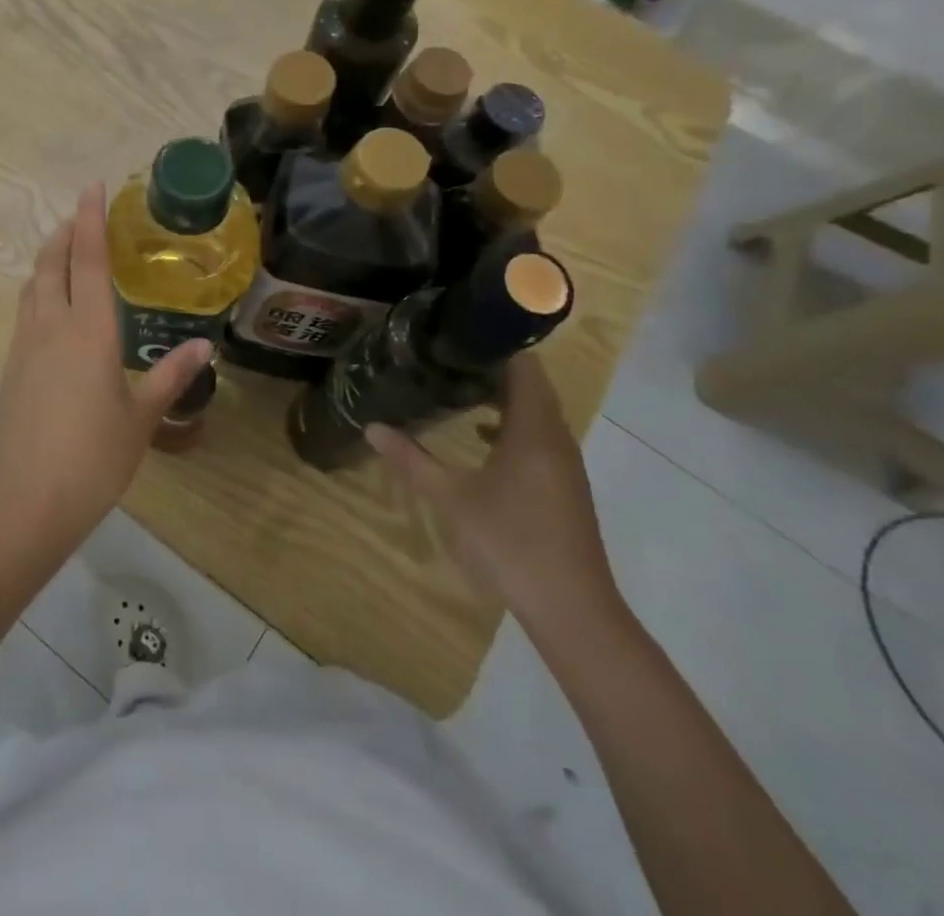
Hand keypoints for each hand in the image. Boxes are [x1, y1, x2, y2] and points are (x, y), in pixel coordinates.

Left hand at [0, 183, 211, 545]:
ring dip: (48, 261)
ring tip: (66, 253)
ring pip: (32, 286)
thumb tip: (204, 348)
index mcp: (89, 331)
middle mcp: (51, 327)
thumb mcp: (142, 417)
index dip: (91, 220)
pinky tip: (52, 309)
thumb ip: (170, 376)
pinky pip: (25, 313)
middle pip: (52, 263)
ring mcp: (24, 346)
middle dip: (65, 233)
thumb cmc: (95, 457)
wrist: (30, 501)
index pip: (89, 261)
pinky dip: (39, 292)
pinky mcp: (10, 368)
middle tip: (81, 215)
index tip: (92, 187)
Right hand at [366, 354, 618, 628]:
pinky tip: (482, 438)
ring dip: (503, 396)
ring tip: (458, 387)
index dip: (494, 345)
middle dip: (492, 367)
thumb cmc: (510, 542)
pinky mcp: (564, 484)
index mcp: (533, 429)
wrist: (572, 608)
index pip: (524, 366)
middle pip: (531, 385)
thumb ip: (411, 460)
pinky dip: (512, 424)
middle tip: (446, 358)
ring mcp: (564, 463)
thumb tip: (371, 427)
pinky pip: (539, 435)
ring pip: (536, 411)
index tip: (455, 335)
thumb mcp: (451, 499)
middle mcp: (555, 437)